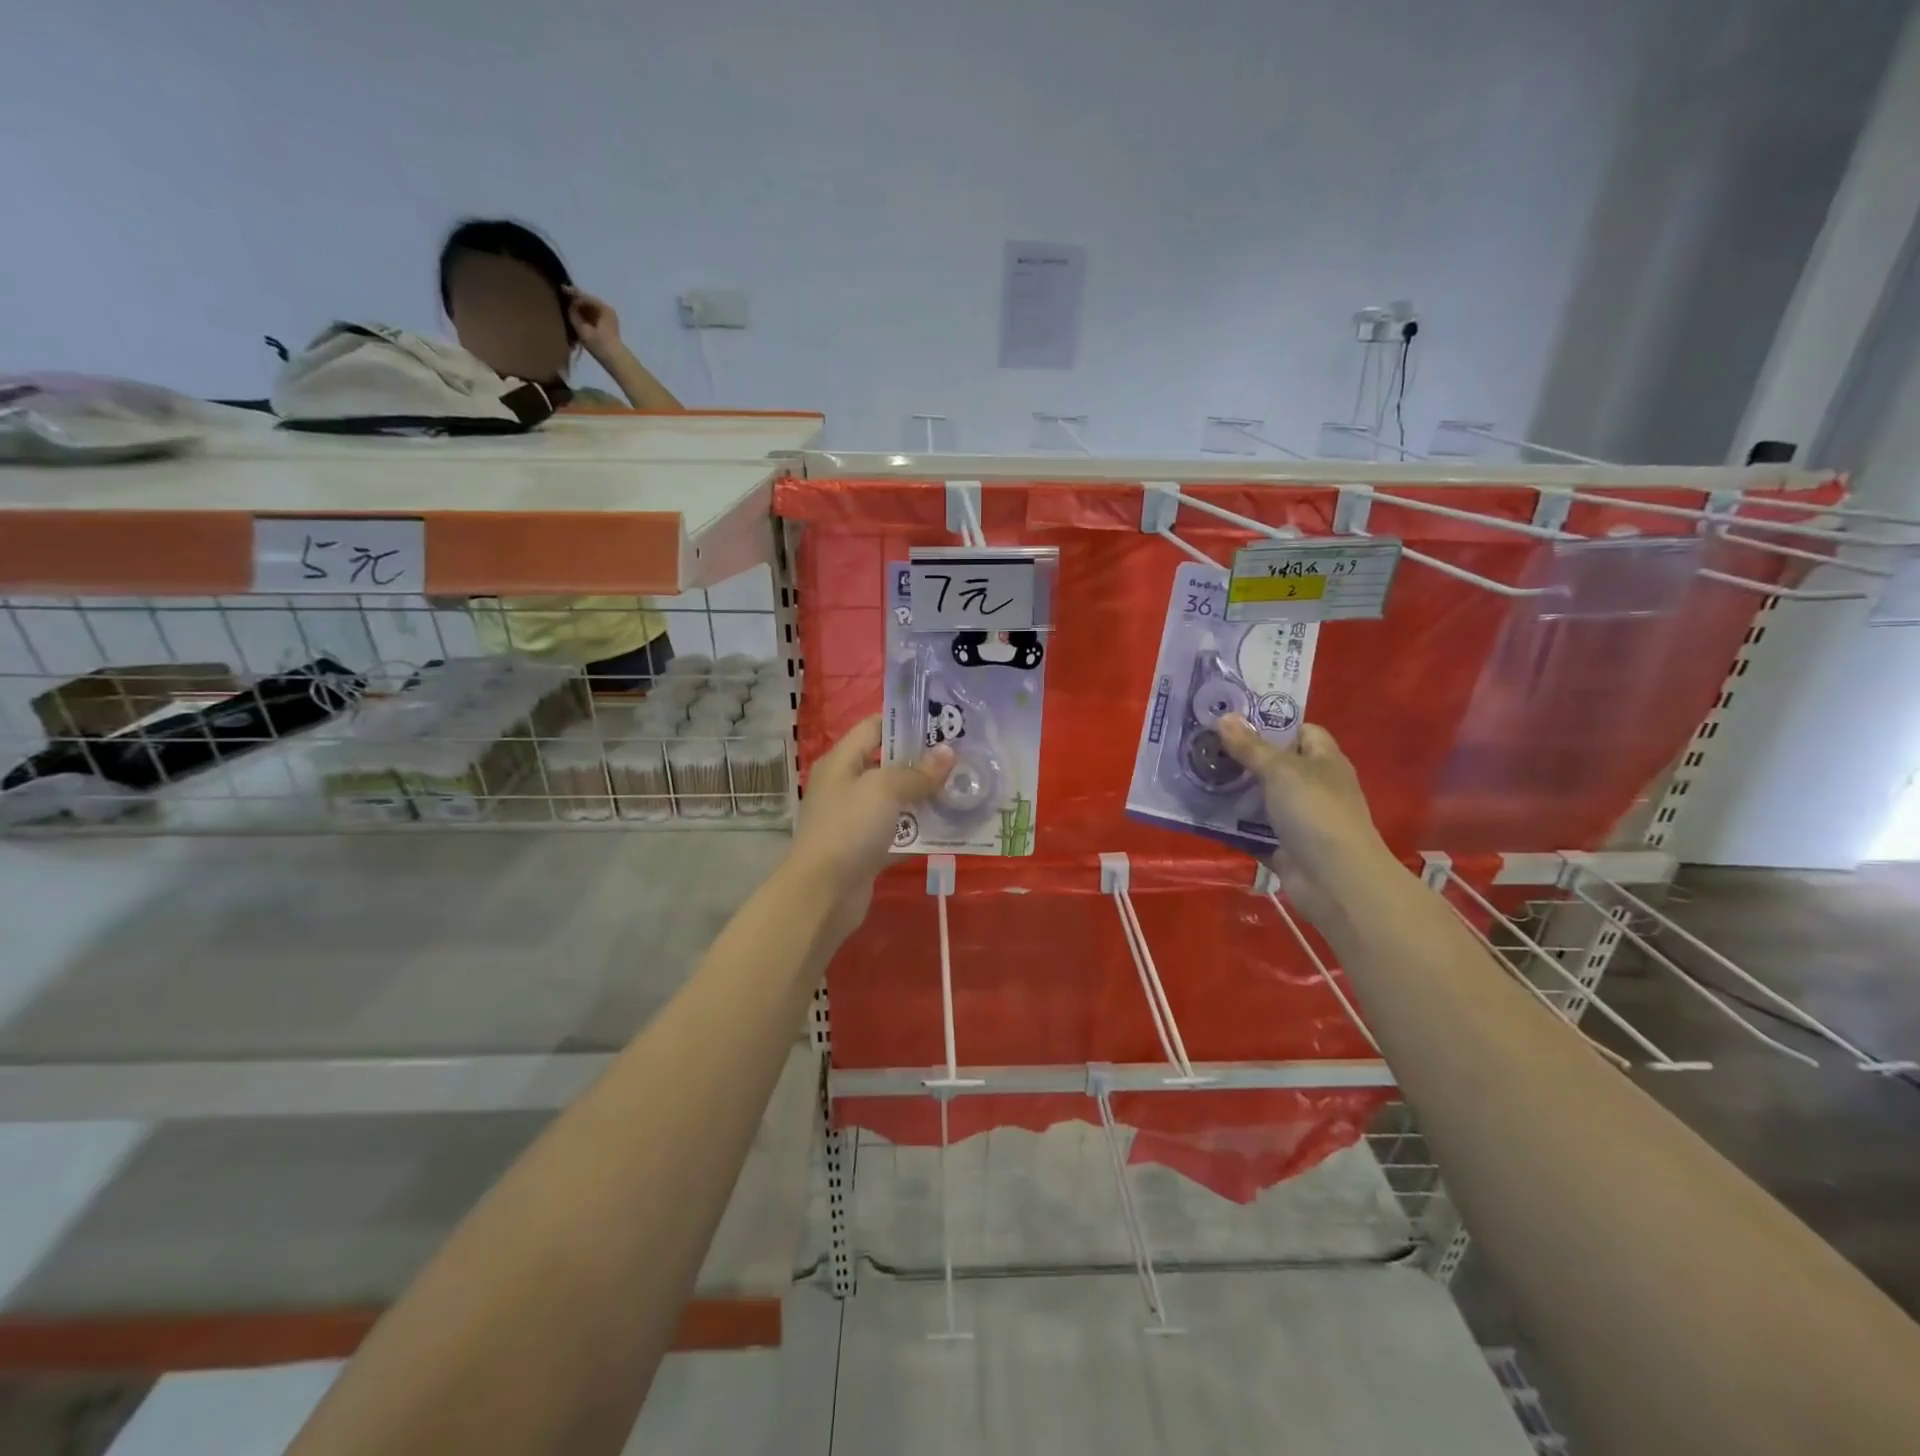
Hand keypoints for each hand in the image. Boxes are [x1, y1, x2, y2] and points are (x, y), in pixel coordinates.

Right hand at [564, 287, 622, 358]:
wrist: (615, 360)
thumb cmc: (599, 345)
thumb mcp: (583, 329)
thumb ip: (574, 314)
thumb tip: (570, 306)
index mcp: (604, 308)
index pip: (585, 297)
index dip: (572, 293)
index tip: (561, 289)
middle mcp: (607, 310)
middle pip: (589, 301)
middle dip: (576, 299)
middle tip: (563, 295)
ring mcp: (609, 317)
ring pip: (591, 308)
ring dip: (581, 306)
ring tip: (568, 304)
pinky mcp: (608, 325)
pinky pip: (594, 315)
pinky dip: (585, 314)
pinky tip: (577, 314)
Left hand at [788, 716, 953, 941]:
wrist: (822, 894)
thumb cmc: (849, 828)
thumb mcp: (884, 790)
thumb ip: (917, 772)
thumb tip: (948, 752)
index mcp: (842, 761)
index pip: (875, 726)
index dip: (907, 721)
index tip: (944, 721)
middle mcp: (847, 785)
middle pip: (889, 763)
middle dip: (924, 760)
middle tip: (964, 756)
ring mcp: (856, 819)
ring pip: (897, 799)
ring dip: (927, 796)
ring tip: (964, 787)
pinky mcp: (867, 849)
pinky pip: (899, 832)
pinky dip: (921, 830)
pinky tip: (951, 826)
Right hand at [1217, 715, 1393, 927]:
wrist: (1335, 880)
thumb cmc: (1315, 812)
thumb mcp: (1280, 771)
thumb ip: (1250, 746)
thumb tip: (1224, 716)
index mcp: (1323, 760)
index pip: (1300, 731)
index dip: (1270, 723)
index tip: (1232, 720)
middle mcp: (1312, 787)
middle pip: (1273, 765)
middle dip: (1240, 757)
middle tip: (1201, 745)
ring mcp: (1298, 819)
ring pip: (1259, 799)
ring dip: (1231, 792)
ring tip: (1194, 775)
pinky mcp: (1282, 847)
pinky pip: (1251, 831)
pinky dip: (1231, 826)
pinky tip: (1201, 814)